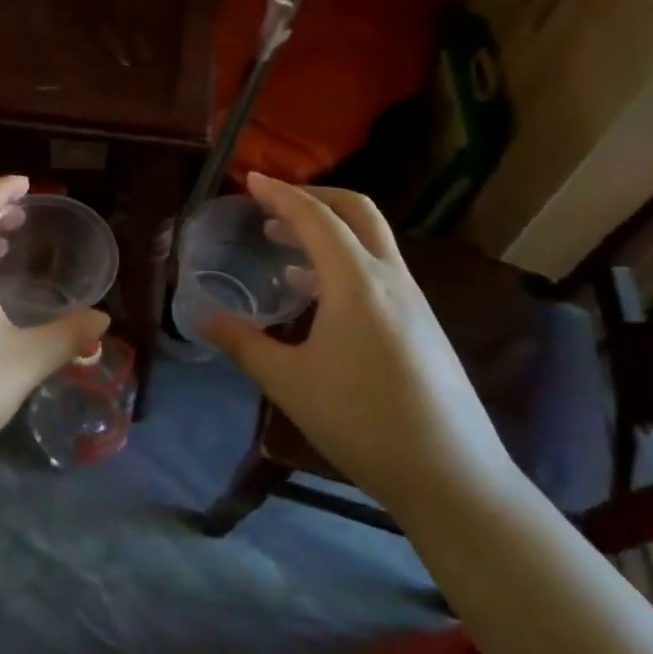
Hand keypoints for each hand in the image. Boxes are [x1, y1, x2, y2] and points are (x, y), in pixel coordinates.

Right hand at [201, 174, 516, 512]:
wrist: (450, 474)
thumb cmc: (361, 421)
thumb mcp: (289, 382)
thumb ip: (243, 344)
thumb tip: (201, 318)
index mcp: (356, 281)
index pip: (316, 218)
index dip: (280, 194)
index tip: (251, 179)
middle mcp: (390, 278)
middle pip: (357, 212)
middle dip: (313, 197)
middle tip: (272, 205)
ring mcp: (413, 300)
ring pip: (371, 241)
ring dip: (329, 230)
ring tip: (284, 245)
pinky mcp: (422, 324)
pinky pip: (379, 270)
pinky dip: (344, 261)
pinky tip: (317, 294)